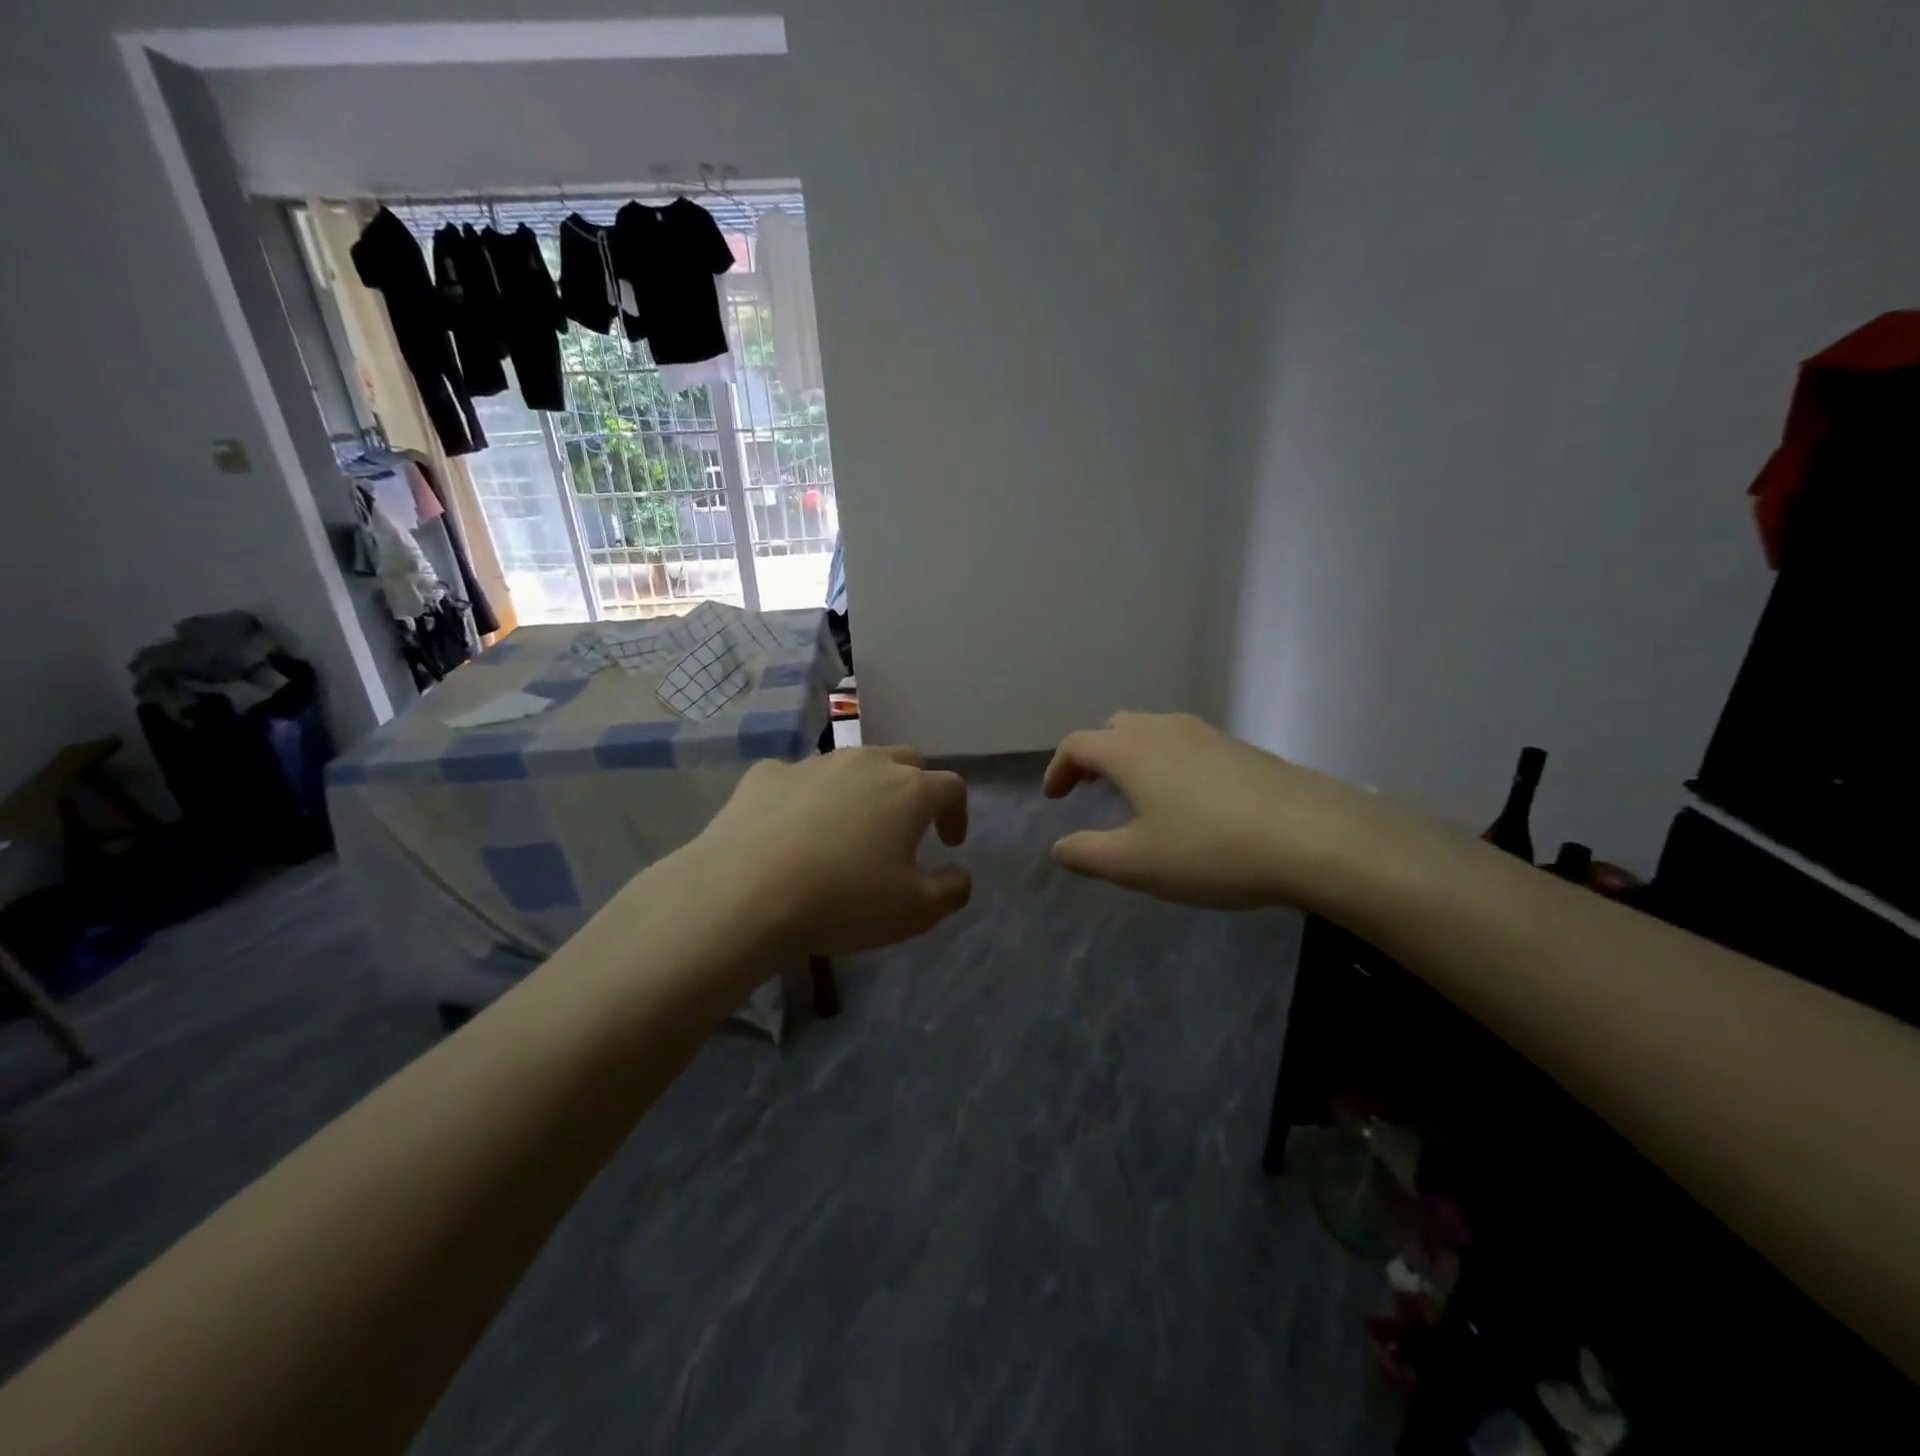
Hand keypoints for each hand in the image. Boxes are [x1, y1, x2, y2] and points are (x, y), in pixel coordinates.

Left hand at [693, 746, 972, 955]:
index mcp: (909, 790)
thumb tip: (960, 874)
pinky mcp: (766, 774)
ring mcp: (813, 763)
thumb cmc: (844, 901)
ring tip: (847, 828)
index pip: (950, 786)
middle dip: (913, 789)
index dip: (956, 813)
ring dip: (861, 789)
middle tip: (904, 827)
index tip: (948, 843)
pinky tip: (792, 829)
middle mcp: (865, 763)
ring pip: (850, 765)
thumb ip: (952, 889)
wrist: (745, 893)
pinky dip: (807, 797)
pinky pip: (799, 779)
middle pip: (904, 761)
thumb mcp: (915, 912)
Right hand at [1044, 712, 1402, 910]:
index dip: (1058, 769)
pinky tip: (1190, 802)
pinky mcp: (1243, 749)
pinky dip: (1170, 763)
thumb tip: (1059, 847)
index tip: (1054, 798)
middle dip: (1096, 755)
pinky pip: (1189, 746)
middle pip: (1116, 728)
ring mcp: (1209, 735)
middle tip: (1093, 789)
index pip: (1078, 745)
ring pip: (1155, 732)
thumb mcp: (1137, 864)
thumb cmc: (1211, 850)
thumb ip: (1087, 854)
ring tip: (1139, 795)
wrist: (1316, 838)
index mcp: (1131, 751)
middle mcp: (1165, 730)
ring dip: (1135, 757)